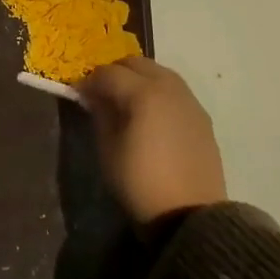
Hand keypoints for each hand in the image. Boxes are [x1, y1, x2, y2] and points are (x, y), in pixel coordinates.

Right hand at [78, 56, 226, 230]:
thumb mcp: (107, 148)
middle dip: (114, 72)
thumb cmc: (139, 182)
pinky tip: (149, 115)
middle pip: (137, 63)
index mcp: (143, 93)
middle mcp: (169, 88)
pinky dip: (157, 92)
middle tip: (100, 93)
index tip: (77, 94)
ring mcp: (189, 101)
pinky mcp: (202, 118)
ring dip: (138, 79)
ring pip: (159, 73)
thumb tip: (94, 96)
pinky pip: (175, 91)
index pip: (108, 73)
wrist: (189, 215)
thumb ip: (100, 114)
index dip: (88, 81)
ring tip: (124, 102)